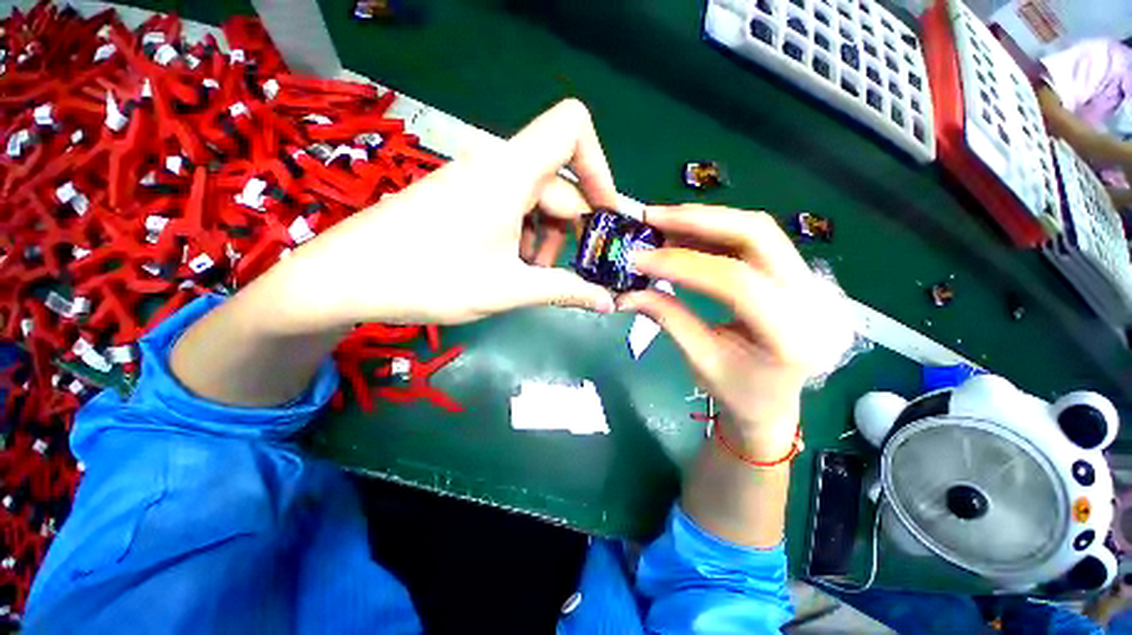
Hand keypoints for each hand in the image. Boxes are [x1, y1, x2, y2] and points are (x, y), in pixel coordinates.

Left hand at [289, 99, 617, 326]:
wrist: (346, 278)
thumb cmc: (430, 278)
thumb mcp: (508, 288)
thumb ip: (564, 291)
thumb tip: (608, 303)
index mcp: (510, 171)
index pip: (573, 128)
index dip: (599, 167)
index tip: (603, 216)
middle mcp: (496, 165)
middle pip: (558, 183)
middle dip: (568, 231)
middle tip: (563, 273)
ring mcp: (477, 180)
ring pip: (534, 201)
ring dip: (543, 239)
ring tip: (529, 277)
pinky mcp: (463, 196)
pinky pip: (510, 207)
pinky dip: (521, 236)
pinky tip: (507, 267)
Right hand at [618, 205, 853, 459]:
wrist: (774, 402)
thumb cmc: (737, 392)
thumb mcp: (700, 360)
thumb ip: (667, 317)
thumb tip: (627, 291)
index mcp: (791, 336)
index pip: (736, 283)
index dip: (683, 264)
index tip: (640, 258)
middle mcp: (812, 299)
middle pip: (757, 235)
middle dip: (698, 220)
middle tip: (651, 217)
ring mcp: (810, 280)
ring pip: (756, 229)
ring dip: (704, 220)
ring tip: (662, 223)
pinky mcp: (797, 272)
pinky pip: (754, 238)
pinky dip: (714, 230)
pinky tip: (684, 233)